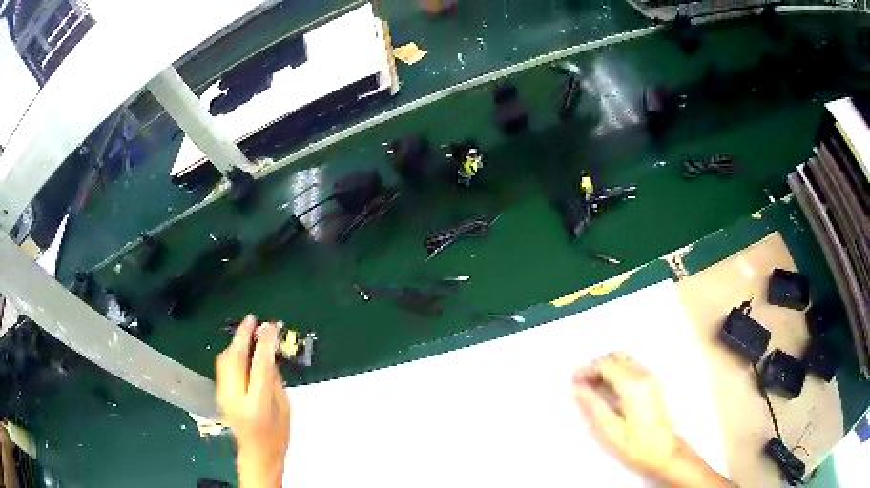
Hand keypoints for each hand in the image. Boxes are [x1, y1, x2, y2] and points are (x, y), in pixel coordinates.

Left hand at [216, 315, 289, 487]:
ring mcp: (224, 395)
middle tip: (253, 320)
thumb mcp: (285, 409)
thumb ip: (275, 381)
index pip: (260, 366)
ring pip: (225, 360)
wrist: (257, 454)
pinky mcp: (220, 394)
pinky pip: (223, 367)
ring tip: (248, 332)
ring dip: (236, 343)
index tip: (271, 327)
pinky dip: (232, 354)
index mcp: (257, 404)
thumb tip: (269, 357)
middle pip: (236, 359)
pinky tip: (240, 351)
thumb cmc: (277, 437)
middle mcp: (236, 397)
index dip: (266, 343)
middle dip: (243, 336)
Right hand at [573, 352, 731, 487]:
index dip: (587, 369)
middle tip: (581, 383)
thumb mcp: (611, 430)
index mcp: (633, 386)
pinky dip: (616, 371)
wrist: (666, 452)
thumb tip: (577, 388)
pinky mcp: (653, 383)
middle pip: (616, 357)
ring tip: (592, 387)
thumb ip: (594, 406)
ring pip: (624, 359)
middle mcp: (644, 375)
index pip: (606, 364)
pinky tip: (608, 389)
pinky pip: (631, 367)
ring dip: (606, 367)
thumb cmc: (637, 446)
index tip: (573, 380)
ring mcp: (651, 377)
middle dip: (596, 366)